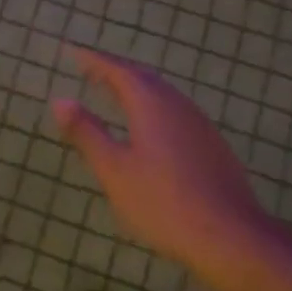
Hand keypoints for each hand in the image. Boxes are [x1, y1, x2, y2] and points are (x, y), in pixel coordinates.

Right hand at [51, 48, 276, 281]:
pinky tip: (149, 128)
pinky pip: (176, 113)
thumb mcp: (113, 169)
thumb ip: (87, 133)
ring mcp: (200, 126)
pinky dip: (153, 108)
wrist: (231, 238)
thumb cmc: (162, 202)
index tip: (73, 52)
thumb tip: (60, 100)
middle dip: (116, 72)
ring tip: (115, 94)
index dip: (94, 61)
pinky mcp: (212, 147)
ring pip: (163, 96)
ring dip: (137, 89)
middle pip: (144, 79)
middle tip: (91, 70)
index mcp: (151, 105)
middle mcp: (178, 106)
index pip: (118, 71)